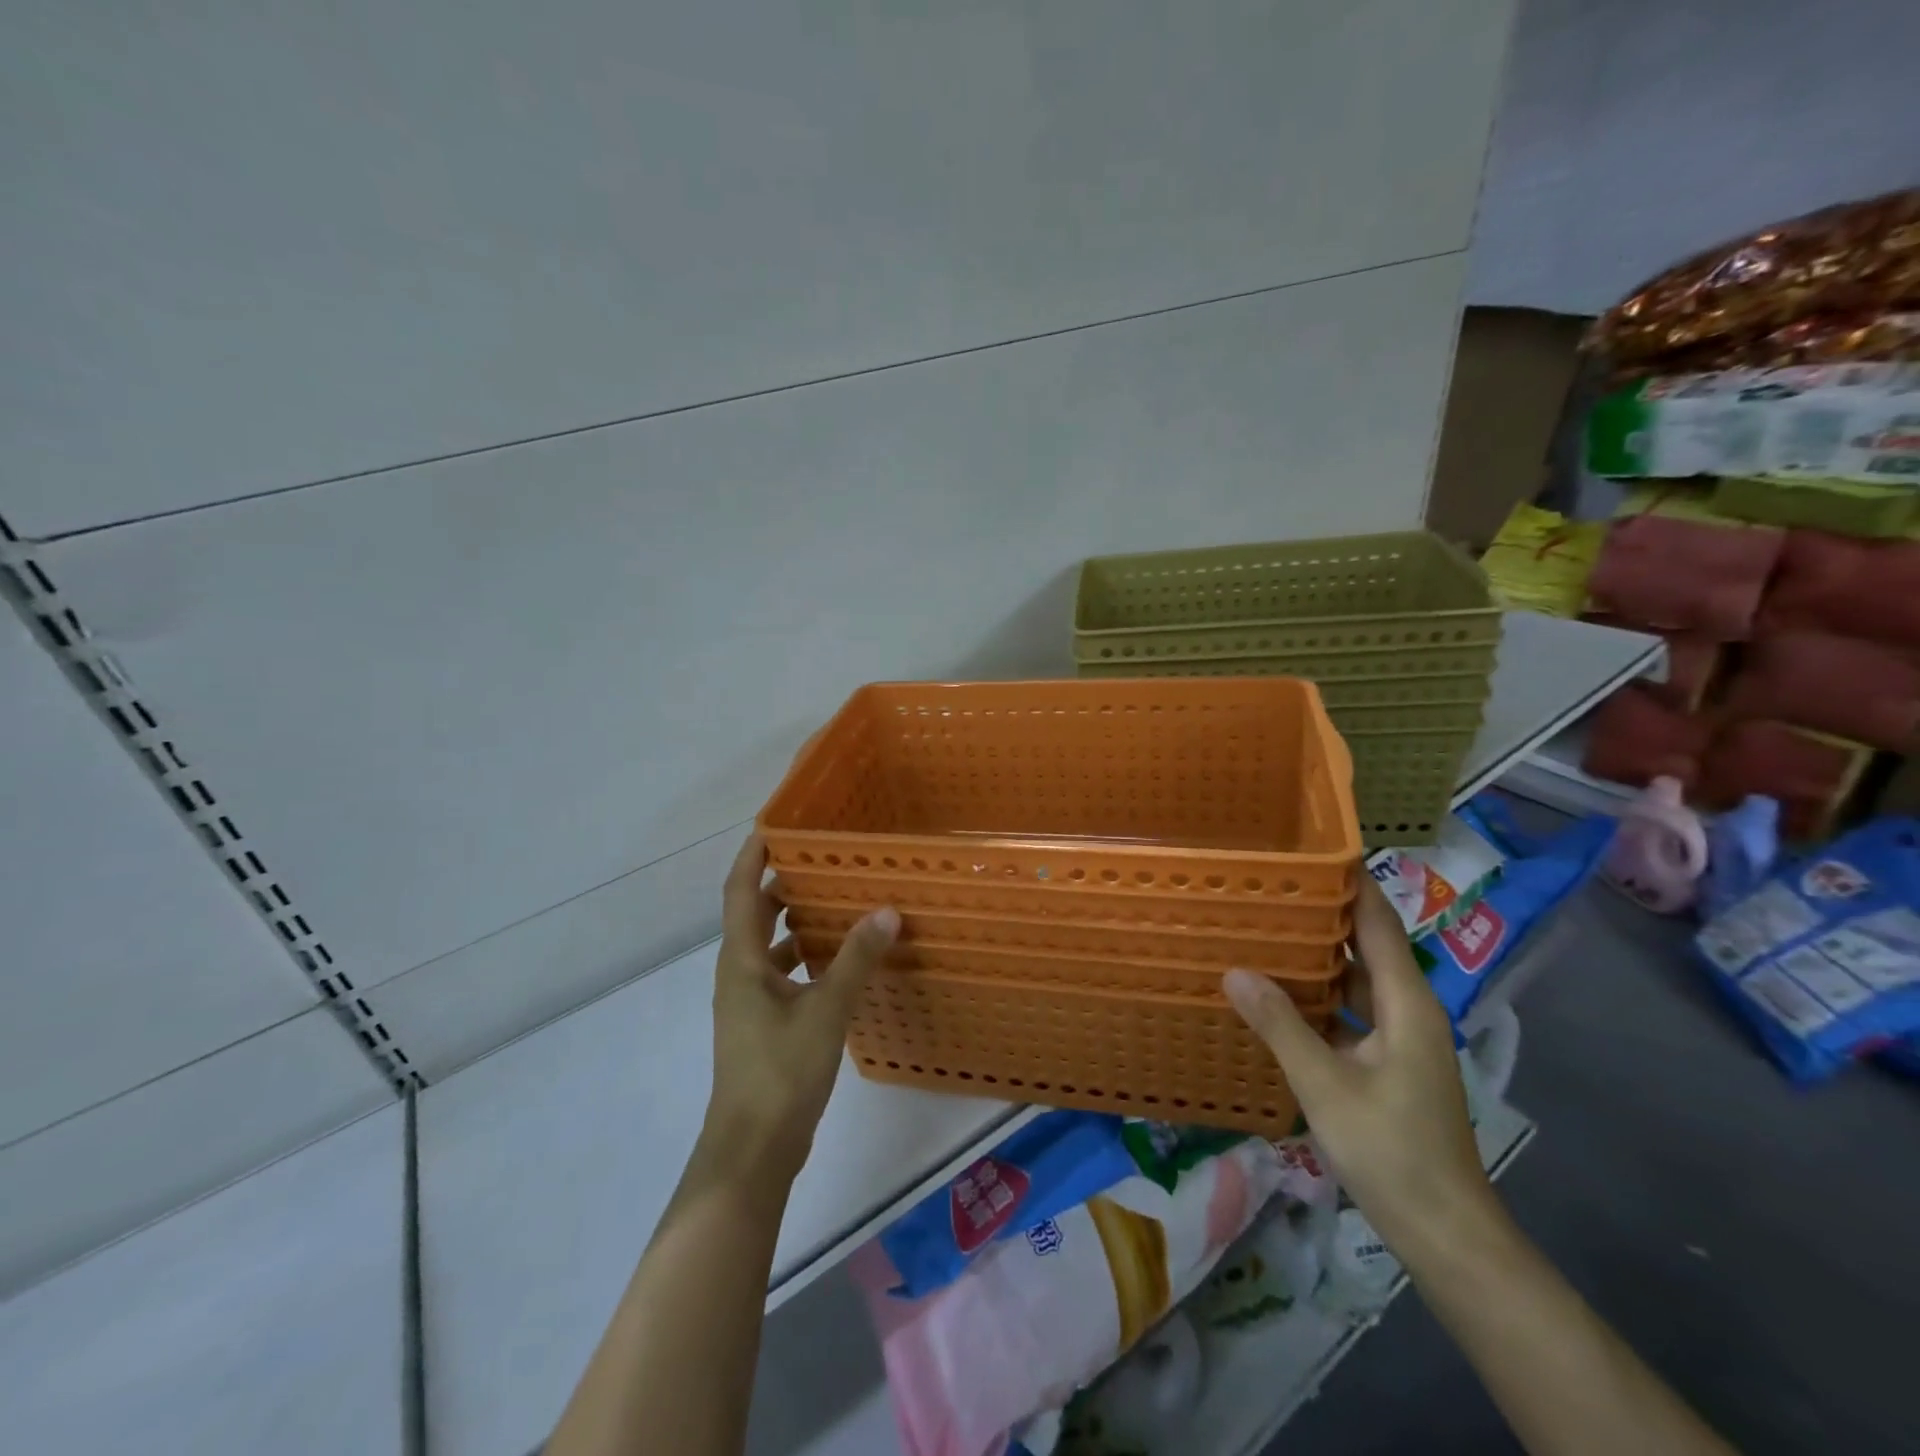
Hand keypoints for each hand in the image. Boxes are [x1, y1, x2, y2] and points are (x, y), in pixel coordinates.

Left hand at [703, 834, 899, 1188]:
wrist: (753, 1150)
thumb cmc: (781, 1071)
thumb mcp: (826, 1009)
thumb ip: (856, 959)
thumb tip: (886, 911)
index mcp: (742, 960)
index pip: (740, 892)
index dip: (752, 856)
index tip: (773, 825)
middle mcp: (739, 974)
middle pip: (754, 915)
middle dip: (780, 884)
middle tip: (820, 858)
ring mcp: (749, 1002)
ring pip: (769, 946)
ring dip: (795, 921)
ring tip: (836, 900)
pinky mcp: (764, 1025)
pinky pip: (783, 973)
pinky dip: (805, 957)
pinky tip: (838, 960)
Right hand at [1223, 875, 1493, 1254]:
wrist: (1445, 1232)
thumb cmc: (1391, 1152)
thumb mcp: (1325, 1085)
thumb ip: (1280, 1024)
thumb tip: (1235, 970)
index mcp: (1406, 1003)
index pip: (1379, 923)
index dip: (1352, 882)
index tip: (1310, 849)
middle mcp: (1409, 1010)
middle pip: (1368, 945)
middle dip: (1324, 913)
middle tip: (1270, 884)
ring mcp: (1401, 1039)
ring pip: (1358, 979)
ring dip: (1319, 955)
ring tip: (1267, 928)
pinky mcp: (1389, 1063)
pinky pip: (1351, 1009)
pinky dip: (1320, 994)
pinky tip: (1279, 993)